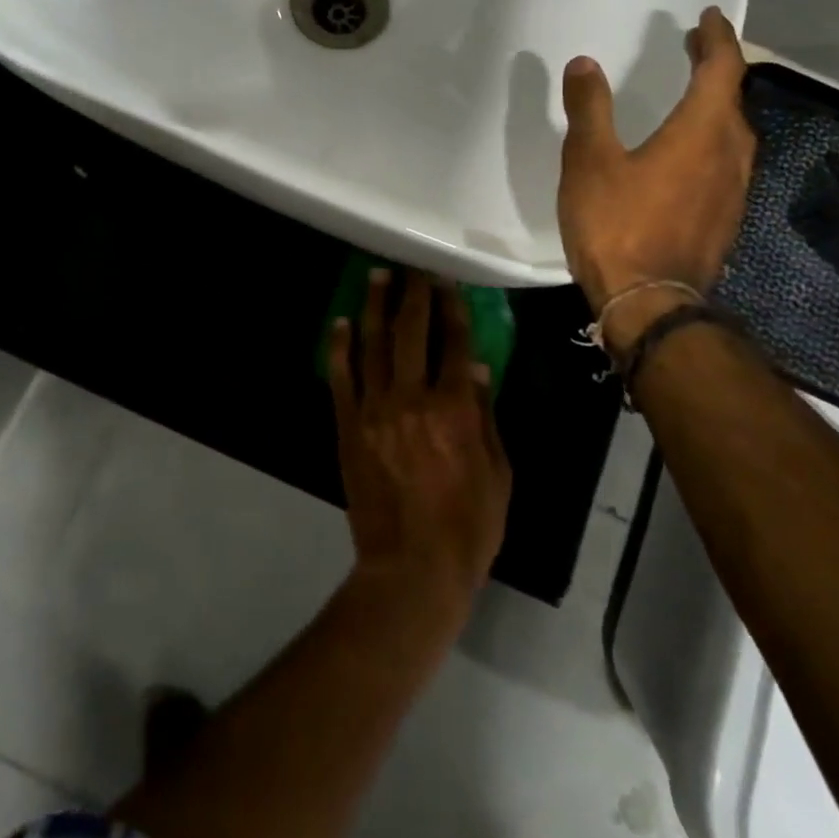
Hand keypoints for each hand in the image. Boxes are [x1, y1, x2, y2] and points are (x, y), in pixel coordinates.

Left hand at [327, 271, 511, 610]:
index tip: (447, 281)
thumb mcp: (498, 474)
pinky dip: (340, 347)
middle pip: (411, 333)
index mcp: (454, 408)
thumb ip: (486, 416)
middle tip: (412, 268)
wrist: (411, 569)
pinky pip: (341, 378)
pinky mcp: (349, 427)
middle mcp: (412, 398)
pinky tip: (341, 322)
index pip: (454, 344)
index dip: (452, 308)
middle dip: (413, 294)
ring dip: (375, 306)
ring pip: (372, 345)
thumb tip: (477, 368)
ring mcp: (375, 410)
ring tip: (376, 276)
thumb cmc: (468, 527)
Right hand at [557, 7, 754, 328]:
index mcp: (702, 131)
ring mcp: (733, 191)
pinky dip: (712, 142)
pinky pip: (727, 163)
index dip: (716, 39)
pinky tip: (688, 155)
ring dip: (717, 107)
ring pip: (735, 134)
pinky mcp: (725, 219)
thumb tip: (585, 64)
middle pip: (734, 98)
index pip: (722, 69)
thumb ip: (589, 109)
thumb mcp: (589, 161)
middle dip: (717, 70)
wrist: (648, 302)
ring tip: (692, 97)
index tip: (707, 18)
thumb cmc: (617, 224)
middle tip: (694, 51)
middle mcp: (730, 154)